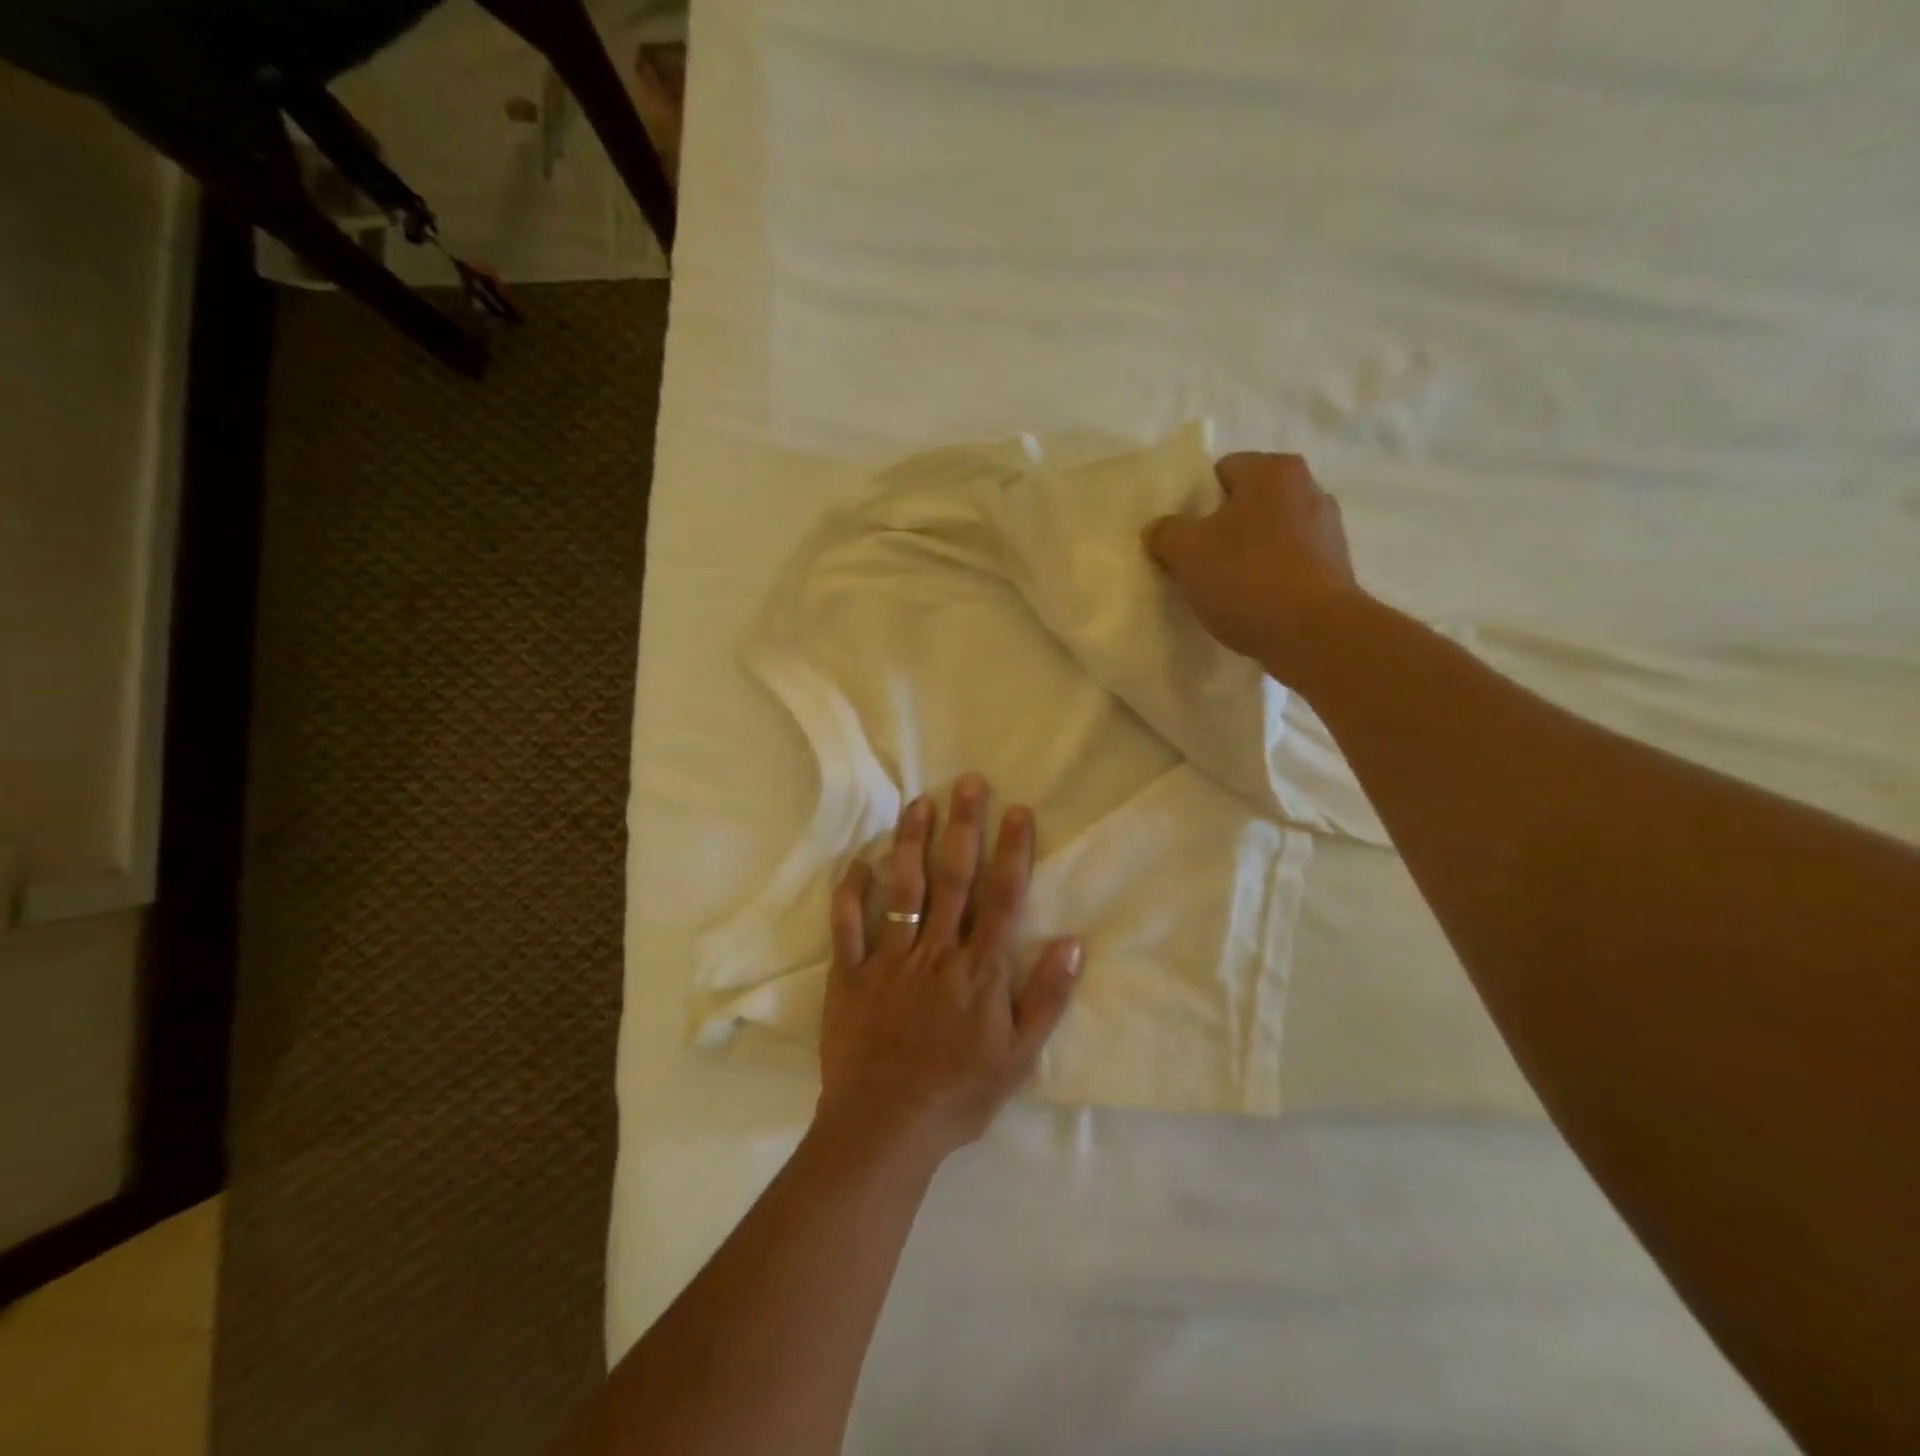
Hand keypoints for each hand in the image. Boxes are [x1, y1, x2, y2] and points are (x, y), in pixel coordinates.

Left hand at [816, 776, 1081, 1166]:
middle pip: (952, 878)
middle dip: (963, 827)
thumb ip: (1046, 997)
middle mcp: (935, 951)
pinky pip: (848, 925)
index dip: (1012, 851)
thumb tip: (1072, 942)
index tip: (1018, 810)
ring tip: (918, 802)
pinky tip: (859, 860)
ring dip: (910, 842)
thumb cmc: (958, 1093)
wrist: (886, 1126)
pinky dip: (851, 891)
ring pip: (902, 889)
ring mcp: (888, 959)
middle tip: (968, 783)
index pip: (1001, 897)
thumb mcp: (1018, 1056)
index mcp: (978, 969)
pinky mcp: (849, 975)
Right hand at [1142, 452, 1360, 678]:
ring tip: (1224, 589)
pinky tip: (1253, 604)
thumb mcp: (1186, 552)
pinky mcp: (1336, 568)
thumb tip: (1160, 529)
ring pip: (1269, 535)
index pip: (1221, 471)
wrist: (1314, 634)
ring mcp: (1328, 529)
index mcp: (1273, 471)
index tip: (1183, 537)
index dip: (1195, 503)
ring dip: (1246, 555)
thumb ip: (1165, 532)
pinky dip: (1269, 577)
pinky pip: (1289, 563)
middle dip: (1221, 529)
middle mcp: (1309, 488)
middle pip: (1247, 504)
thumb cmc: (1246, 578)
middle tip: (1197, 563)